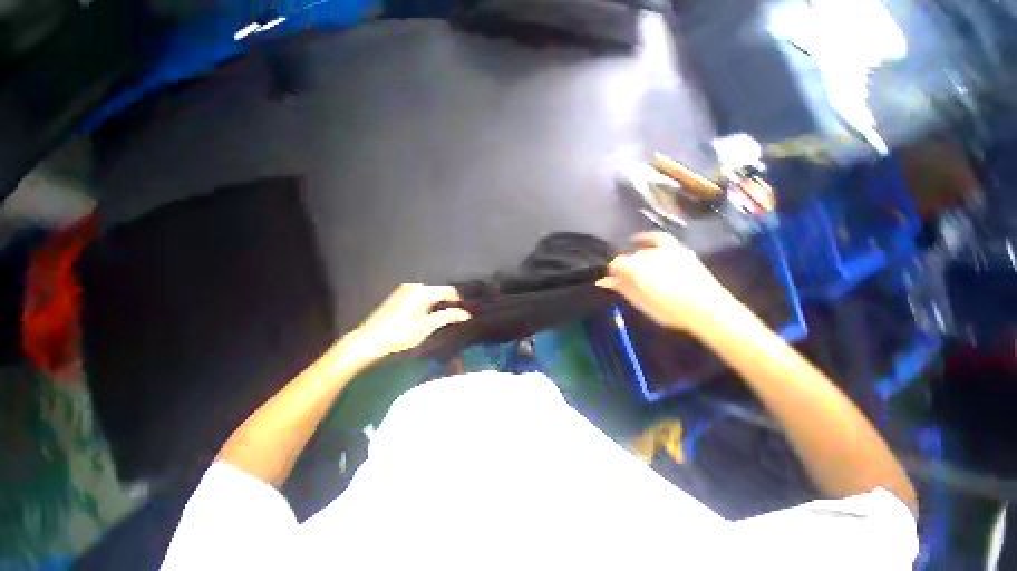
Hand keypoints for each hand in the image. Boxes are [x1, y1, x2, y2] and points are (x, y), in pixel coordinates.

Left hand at [341, 284, 469, 362]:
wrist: (369, 340)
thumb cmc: (400, 334)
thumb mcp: (426, 326)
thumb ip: (448, 317)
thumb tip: (466, 314)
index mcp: (423, 291)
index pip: (449, 290)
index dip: (460, 299)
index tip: (469, 310)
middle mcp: (415, 286)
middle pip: (439, 291)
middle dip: (450, 302)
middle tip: (458, 316)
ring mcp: (405, 289)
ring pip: (430, 294)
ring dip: (439, 303)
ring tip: (446, 316)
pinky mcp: (399, 295)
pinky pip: (420, 296)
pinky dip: (428, 303)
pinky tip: (428, 315)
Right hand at [596, 232, 743, 333]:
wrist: (708, 310)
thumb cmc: (671, 312)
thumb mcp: (642, 304)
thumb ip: (622, 288)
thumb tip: (603, 280)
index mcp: (637, 270)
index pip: (616, 264)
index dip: (613, 273)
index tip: (614, 281)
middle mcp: (648, 256)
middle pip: (628, 257)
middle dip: (624, 267)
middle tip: (627, 280)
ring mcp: (664, 250)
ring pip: (641, 251)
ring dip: (636, 259)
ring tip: (639, 271)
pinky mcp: (677, 249)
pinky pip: (657, 238)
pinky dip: (646, 237)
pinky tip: (638, 239)